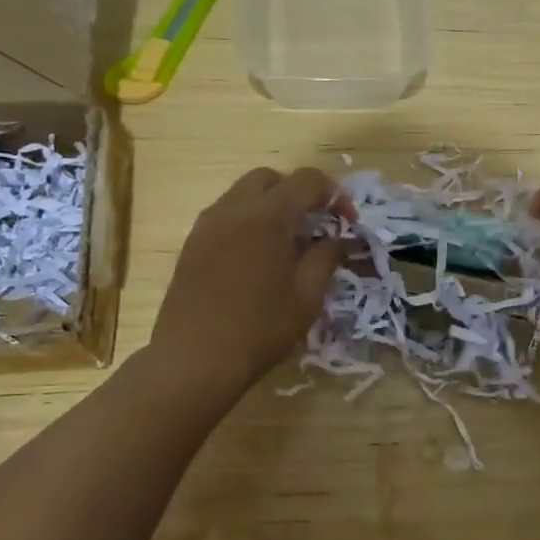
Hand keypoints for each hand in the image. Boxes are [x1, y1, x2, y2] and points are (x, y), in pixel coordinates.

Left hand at [151, 167, 347, 394]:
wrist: (194, 360)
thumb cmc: (259, 329)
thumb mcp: (306, 296)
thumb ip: (326, 257)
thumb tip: (340, 238)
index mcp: (267, 217)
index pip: (307, 181)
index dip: (334, 195)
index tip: (347, 223)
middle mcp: (233, 209)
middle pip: (271, 179)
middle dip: (299, 193)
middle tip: (316, 225)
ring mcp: (207, 224)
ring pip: (244, 193)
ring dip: (271, 205)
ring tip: (287, 242)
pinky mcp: (192, 243)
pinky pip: (226, 214)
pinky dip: (248, 220)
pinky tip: (258, 257)